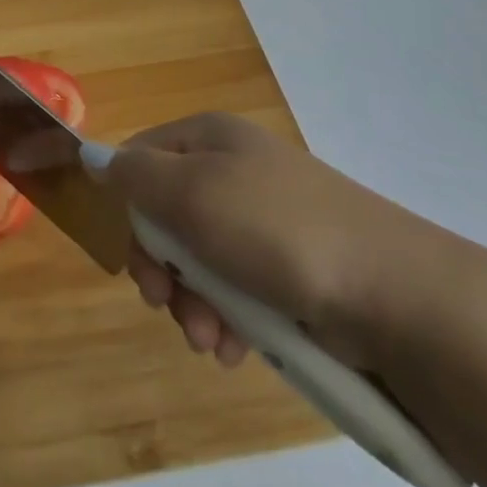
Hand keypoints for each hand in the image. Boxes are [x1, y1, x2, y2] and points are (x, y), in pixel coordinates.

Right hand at [100, 113, 453, 370]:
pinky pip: (237, 290)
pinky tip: (234, 348)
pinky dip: (227, 320)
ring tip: (209, 339)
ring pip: (199, 260)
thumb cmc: (278, 232)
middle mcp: (234, 170)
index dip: (126, 208)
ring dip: (192, 303)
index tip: (132, 256)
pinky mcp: (291, 268)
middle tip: (166, 304)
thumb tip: (89, 154)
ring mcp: (265, 220)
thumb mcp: (191, 193)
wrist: (397, 295)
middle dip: (161, 268)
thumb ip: (133, 175)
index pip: (139, 160)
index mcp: (210, 138)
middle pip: (166, 215)